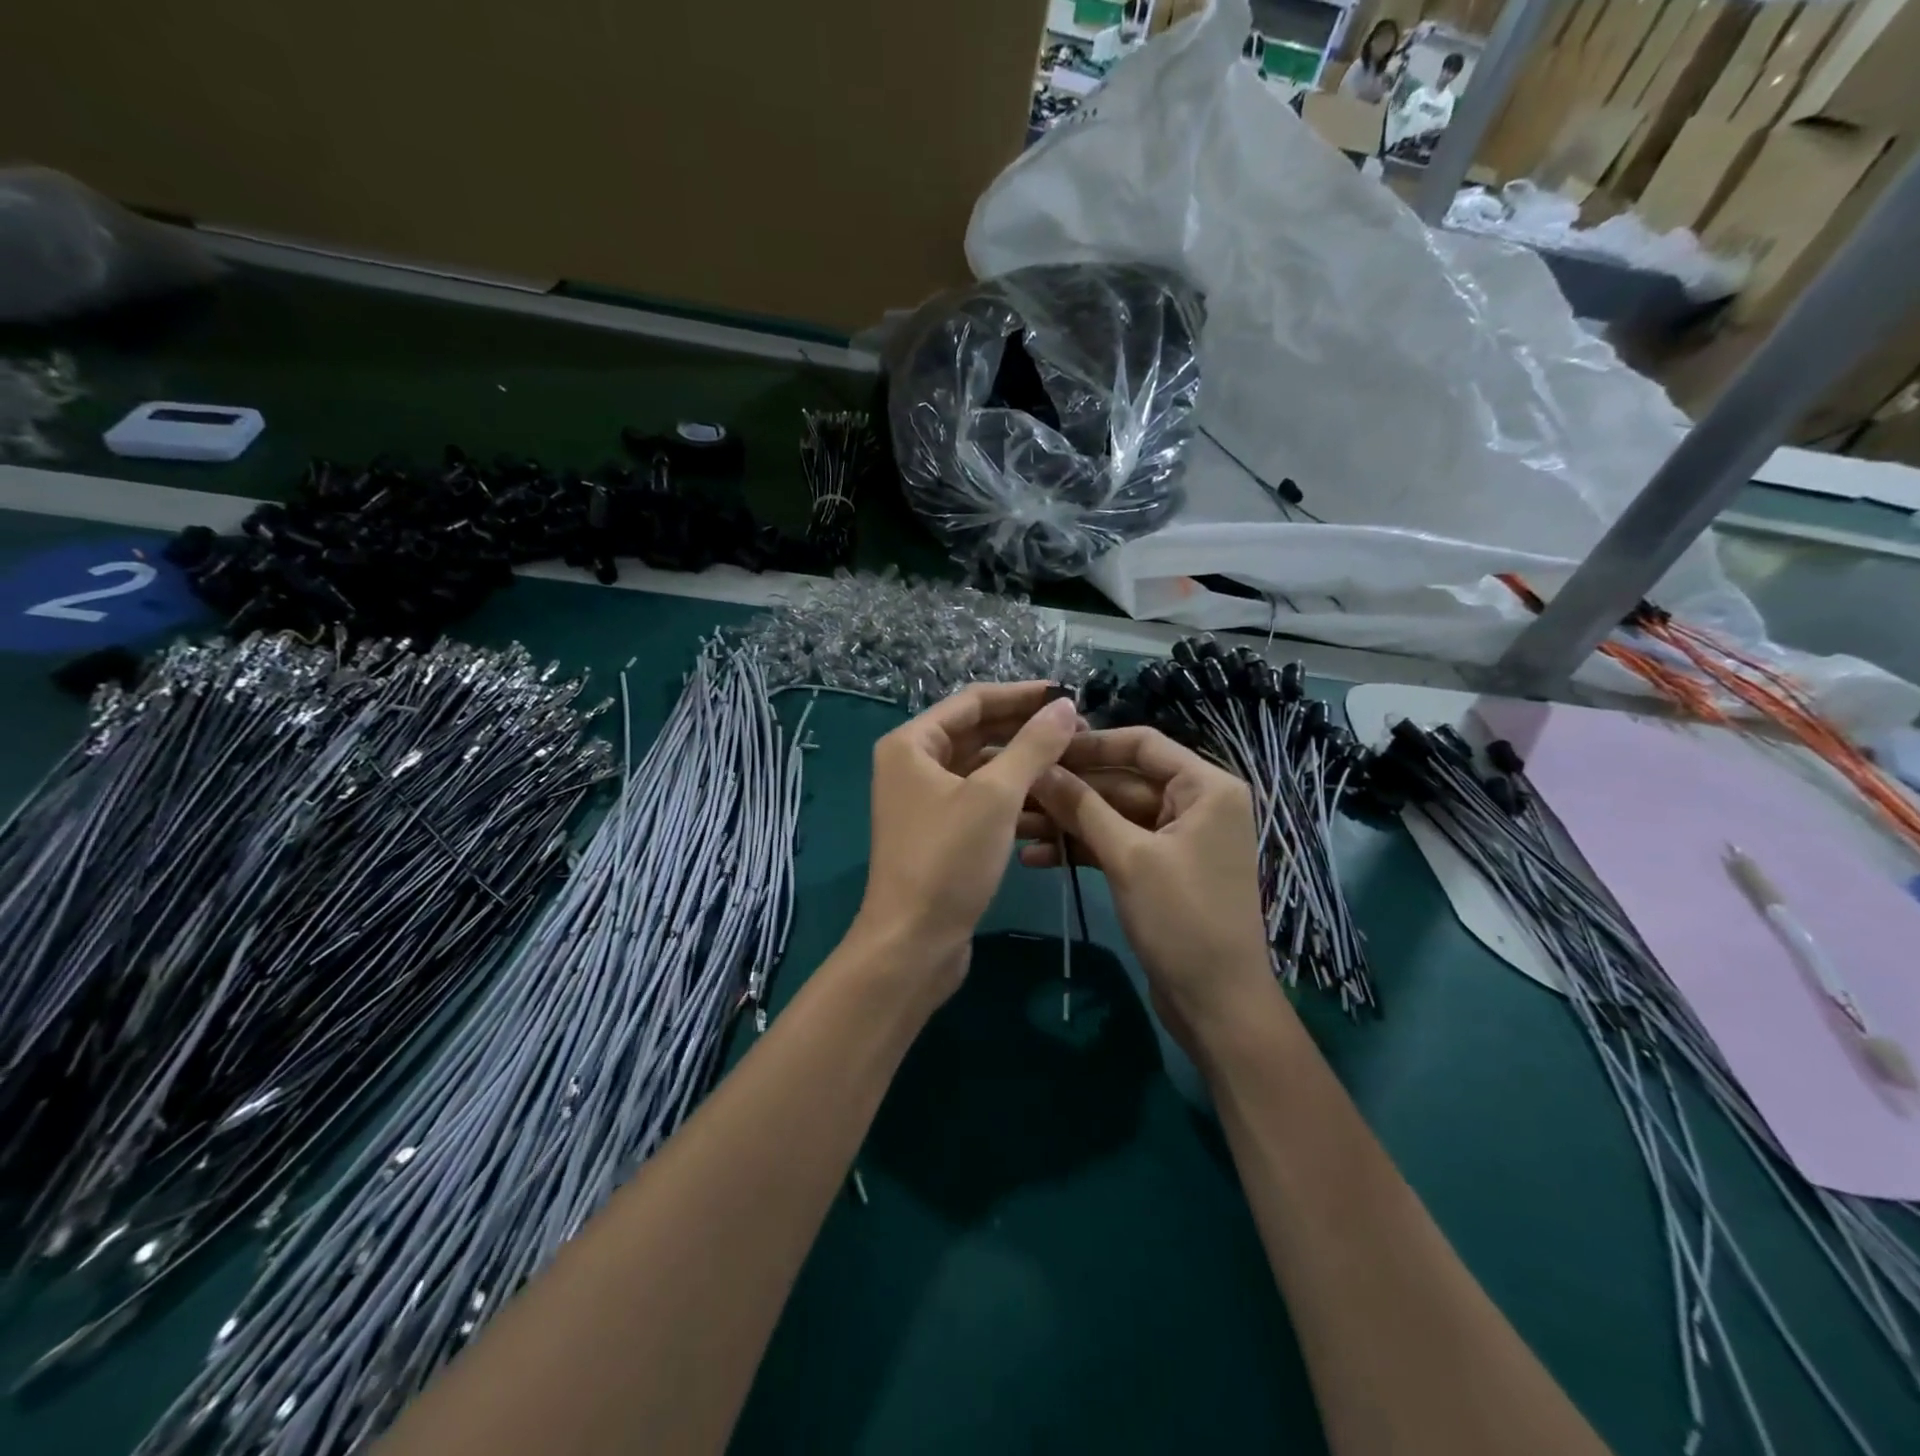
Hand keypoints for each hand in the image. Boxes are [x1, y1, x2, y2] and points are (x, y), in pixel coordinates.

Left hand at [853, 683, 1081, 994]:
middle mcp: (913, 765)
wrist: (913, 943)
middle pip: (978, 733)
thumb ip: (1033, 746)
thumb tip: (1066, 706)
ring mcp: (926, 801)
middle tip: (1078, 731)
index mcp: (912, 744)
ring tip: (1073, 763)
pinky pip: (982, 801)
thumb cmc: (948, 860)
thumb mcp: (996, 797)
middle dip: (1026, 730)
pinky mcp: (941, 833)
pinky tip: (1051, 803)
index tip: (1068, 695)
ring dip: (1023, 765)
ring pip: (983, 769)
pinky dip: (1013, 798)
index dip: (1021, 695)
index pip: (973, 702)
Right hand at [1020, 728, 1280, 1053]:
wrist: (1216, 1004)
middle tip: (1016, 789)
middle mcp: (1195, 804)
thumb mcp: (1128, 857)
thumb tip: (1040, 767)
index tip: (1042, 748)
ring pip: (1113, 816)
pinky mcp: (1159, 870)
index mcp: (1206, 787)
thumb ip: (1083, 807)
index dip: (1091, 744)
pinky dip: (1082, 849)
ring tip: (1014, 826)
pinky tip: (1036, 858)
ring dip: (1068, 822)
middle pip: (1122, 780)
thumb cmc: (1182, 919)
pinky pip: (1116, 845)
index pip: (1142, 744)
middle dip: (1070, 790)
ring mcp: (1176, 839)